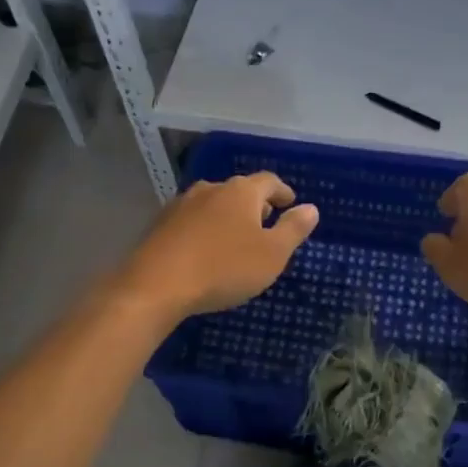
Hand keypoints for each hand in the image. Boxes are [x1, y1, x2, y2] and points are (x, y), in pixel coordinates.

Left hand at [118, 172, 319, 323]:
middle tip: (266, 221)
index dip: (282, 192)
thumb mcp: (272, 254)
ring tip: (236, 236)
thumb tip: (310, 208)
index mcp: (241, 192)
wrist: (156, 285)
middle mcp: (210, 188)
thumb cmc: (224, 268)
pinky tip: (205, 248)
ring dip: (227, 216)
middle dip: (255, 204)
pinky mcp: (160, 224)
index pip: (269, 181)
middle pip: (239, 190)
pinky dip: (205, 228)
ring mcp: (181, 204)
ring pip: (213, 203)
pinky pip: (192, 220)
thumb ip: (293, 229)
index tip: (290, 203)